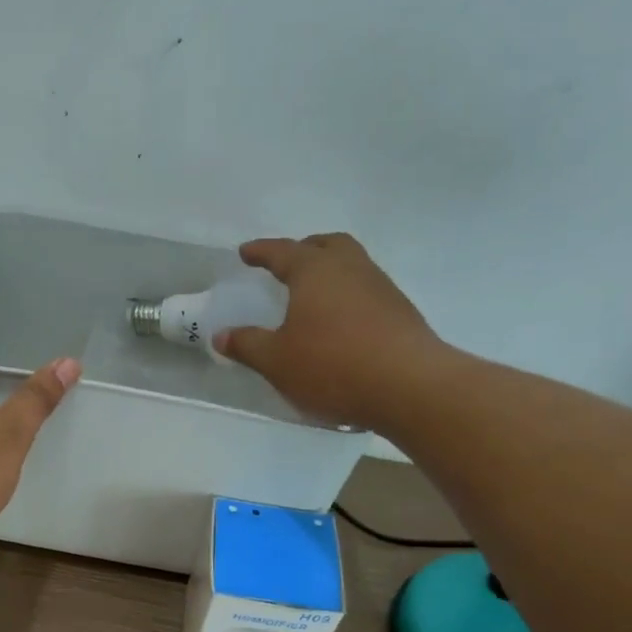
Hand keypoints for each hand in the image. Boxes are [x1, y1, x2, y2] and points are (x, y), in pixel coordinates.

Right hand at [215, 233, 447, 429]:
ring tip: (314, 294)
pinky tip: (341, 322)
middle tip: (288, 263)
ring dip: (331, 272)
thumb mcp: (277, 361)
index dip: (261, 252)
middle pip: (327, 245)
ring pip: (352, 265)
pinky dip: (348, 296)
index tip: (246, 253)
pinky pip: (367, 291)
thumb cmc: (332, 366)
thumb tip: (221, 336)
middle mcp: (351, 269)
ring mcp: (381, 288)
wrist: (410, 386)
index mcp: (315, 271)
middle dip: (305, 249)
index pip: (282, 252)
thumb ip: (247, 345)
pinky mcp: (401, 312)